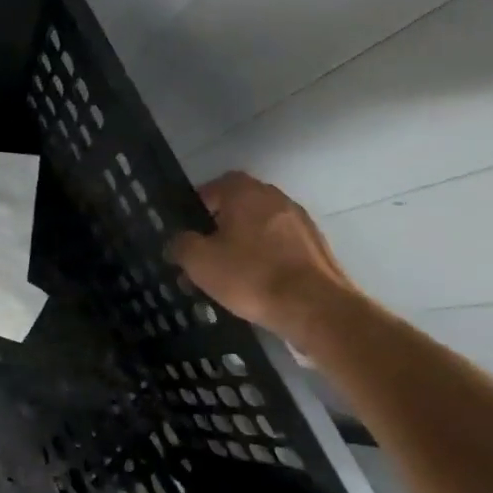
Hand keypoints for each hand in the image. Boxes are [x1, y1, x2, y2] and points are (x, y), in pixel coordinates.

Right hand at [167, 172, 360, 344]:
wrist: (315, 307)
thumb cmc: (250, 275)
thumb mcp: (199, 262)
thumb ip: (181, 245)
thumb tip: (177, 242)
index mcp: (245, 193)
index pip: (215, 185)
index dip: (197, 206)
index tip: (187, 230)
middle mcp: (275, 198)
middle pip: (238, 207)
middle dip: (218, 228)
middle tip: (202, 256)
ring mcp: (299, 222)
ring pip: (259, 228)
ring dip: (241, 245)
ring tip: (226, 276)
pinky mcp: (315, 247)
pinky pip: (278, 246)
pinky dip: (263, 258)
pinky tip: (254, 284)